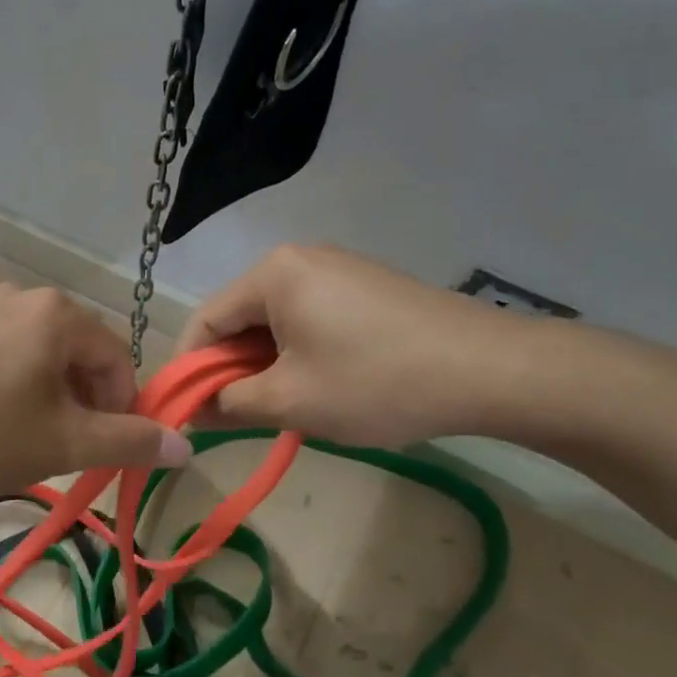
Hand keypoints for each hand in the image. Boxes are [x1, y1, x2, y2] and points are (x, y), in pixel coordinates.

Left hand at [0, 283, 192, 496]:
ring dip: (47, 398)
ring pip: (40, 356)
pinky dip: (11, 386)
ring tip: (20, 439)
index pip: (119, 359)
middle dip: (81, 404)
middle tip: (58, 449)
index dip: (121, 409)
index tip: (98, 450)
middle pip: (79, 354)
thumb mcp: (62, 443)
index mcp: (59, 314)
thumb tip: (185, 446)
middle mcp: (24, 296)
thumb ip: (128, 441)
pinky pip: (3, 353)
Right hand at [175, 245, 547, 447]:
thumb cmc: (376, 382)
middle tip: (234, 417)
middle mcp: (299, 259)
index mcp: (273, 273)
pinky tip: (316, 387)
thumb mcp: (292, 401)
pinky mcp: (365, 287)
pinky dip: (297, 354)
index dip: (188, 368)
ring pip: (275, 322)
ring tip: (279, 408)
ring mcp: (337, 270)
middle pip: (240, 318)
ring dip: (264, 365)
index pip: (205, 320)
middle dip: (230, 368)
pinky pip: (308, 319)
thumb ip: (230, 402)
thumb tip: (194, 409)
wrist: (491, 371)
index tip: (184, 411)